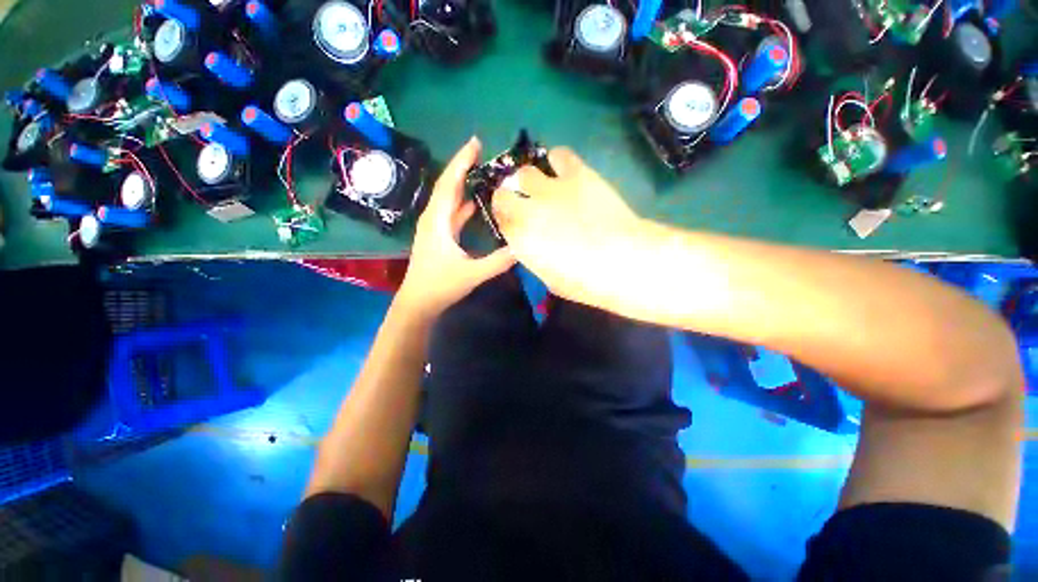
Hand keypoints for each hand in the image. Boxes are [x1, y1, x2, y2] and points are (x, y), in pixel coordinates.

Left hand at [397, 137, 514, 317]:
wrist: (418, 302)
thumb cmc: (440, 286)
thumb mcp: (472, 274)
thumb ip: (498, 261)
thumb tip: (523, 247)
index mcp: (438, 221)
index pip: (449, 184)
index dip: (461, 162)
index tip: (475, 142)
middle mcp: (434, 218)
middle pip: (448, 185)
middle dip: (463, 166)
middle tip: (482, 151)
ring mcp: (436, 227)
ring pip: (450, 198)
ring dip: (464, 184)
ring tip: (483, 172)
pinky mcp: (440, 236)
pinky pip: (452, 212)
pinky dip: (464, 203)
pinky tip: (476, 202)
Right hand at [491, 148, 642, 303]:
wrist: (620, 260)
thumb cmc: (584, 280)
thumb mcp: (549, 278)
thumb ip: (535, 255)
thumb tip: (535, 243)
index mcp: (519, 238)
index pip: (499, 218)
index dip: (506, 217)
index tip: (514, 220)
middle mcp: (527, 209)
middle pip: (504, 192)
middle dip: (510, 196)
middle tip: (526, 202)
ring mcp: (551, 188)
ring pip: (526, 171)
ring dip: (531, 180)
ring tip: (545, 187)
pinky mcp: (577, 174)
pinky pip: (559, 155)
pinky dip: (557, 161)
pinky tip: (565, 171)